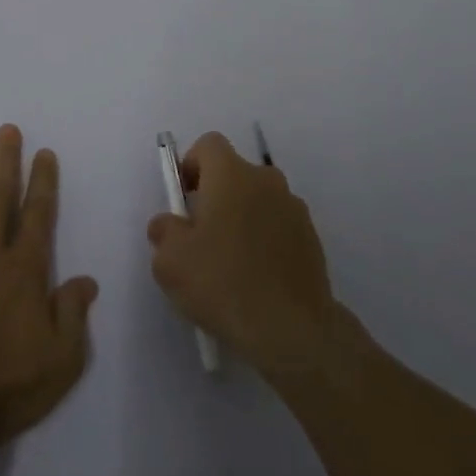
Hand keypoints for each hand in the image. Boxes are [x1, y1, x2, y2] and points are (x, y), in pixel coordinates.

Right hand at [146, 131, 337, 375]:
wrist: (292, 330)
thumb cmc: (223, 284)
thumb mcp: (171, 262)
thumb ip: (164, 231)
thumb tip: (169, 223)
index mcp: (231, 175)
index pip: (208, 145)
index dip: (191, 165)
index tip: (183, 200)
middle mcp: (266, 180)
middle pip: (234, 174)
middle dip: (215, 196)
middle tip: (201, 237)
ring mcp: (294, 208)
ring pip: (257, 201)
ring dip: (242, 219)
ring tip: (230, 264)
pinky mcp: (311, 238)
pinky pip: (278, 226)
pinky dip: (264, 241)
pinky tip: (255, 279)